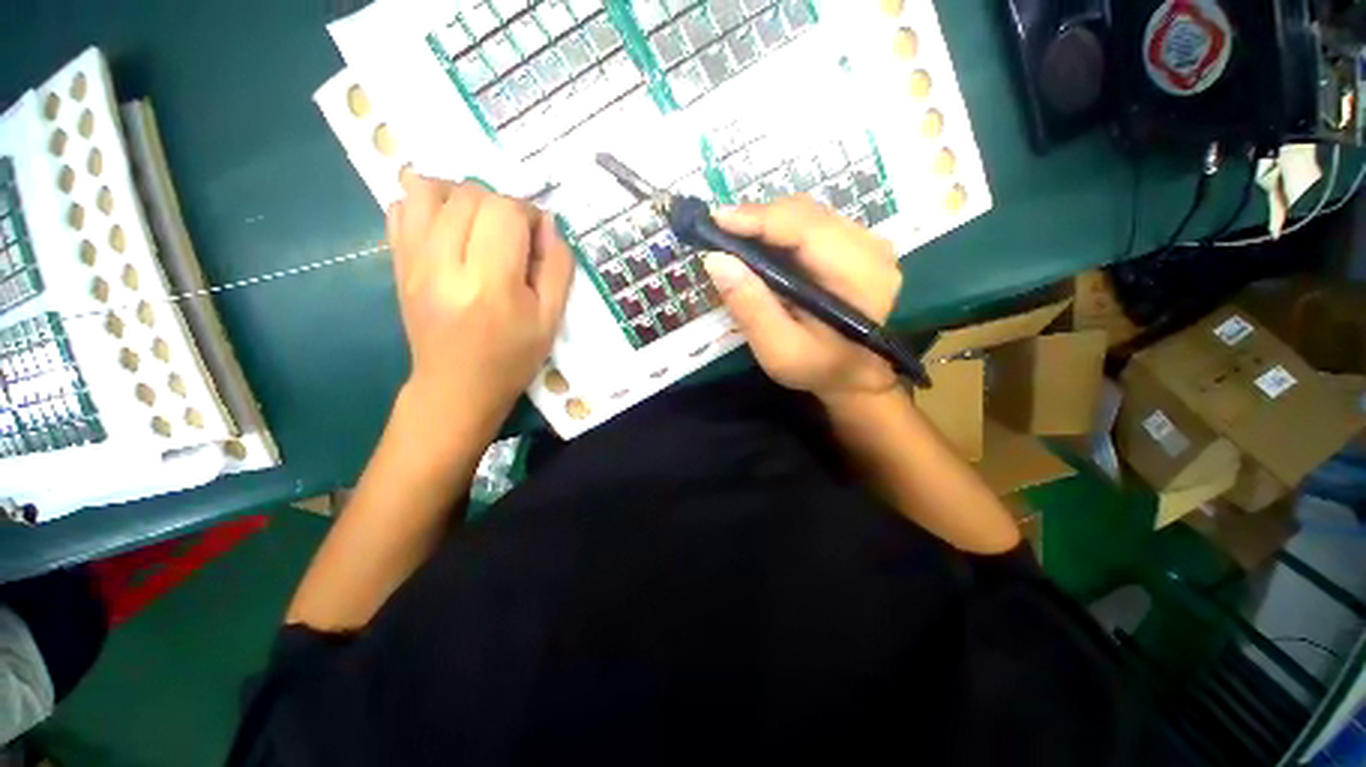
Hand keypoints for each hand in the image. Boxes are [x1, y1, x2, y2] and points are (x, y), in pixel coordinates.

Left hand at [386, 172, 572, 432]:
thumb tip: (546, 223)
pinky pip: (401, 208)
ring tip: (479, 222)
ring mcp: (413, 261)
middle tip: (512, 236)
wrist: (457, 386)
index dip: (528, 214)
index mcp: (491, 284)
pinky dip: (428, 205)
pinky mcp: (397, 262)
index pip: (504, 212)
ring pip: (427, 189)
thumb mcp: (551, 319)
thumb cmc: (512, 357)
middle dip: (500, 204)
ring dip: (460, 195)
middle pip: (469, 195)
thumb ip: (557, 267)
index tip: (537, 238)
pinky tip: (449, 229)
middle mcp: (444, 264)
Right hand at [702, 196, 901, 403]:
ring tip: (735, 240)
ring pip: (807, 214)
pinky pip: (812, 224)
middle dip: (758, 219)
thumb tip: (716, 259)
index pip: (806, 228)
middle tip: (720, 234)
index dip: (759, 219)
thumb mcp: (778, 349)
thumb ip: (750, 306)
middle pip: (806, 214)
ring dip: (767, 224)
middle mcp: (871, 247)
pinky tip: (761, 246)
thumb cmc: (816, 367)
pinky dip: (780, 231)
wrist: (852, 374)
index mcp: (859, 275)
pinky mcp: (857, 244)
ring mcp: (867, 242)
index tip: (716, 221)